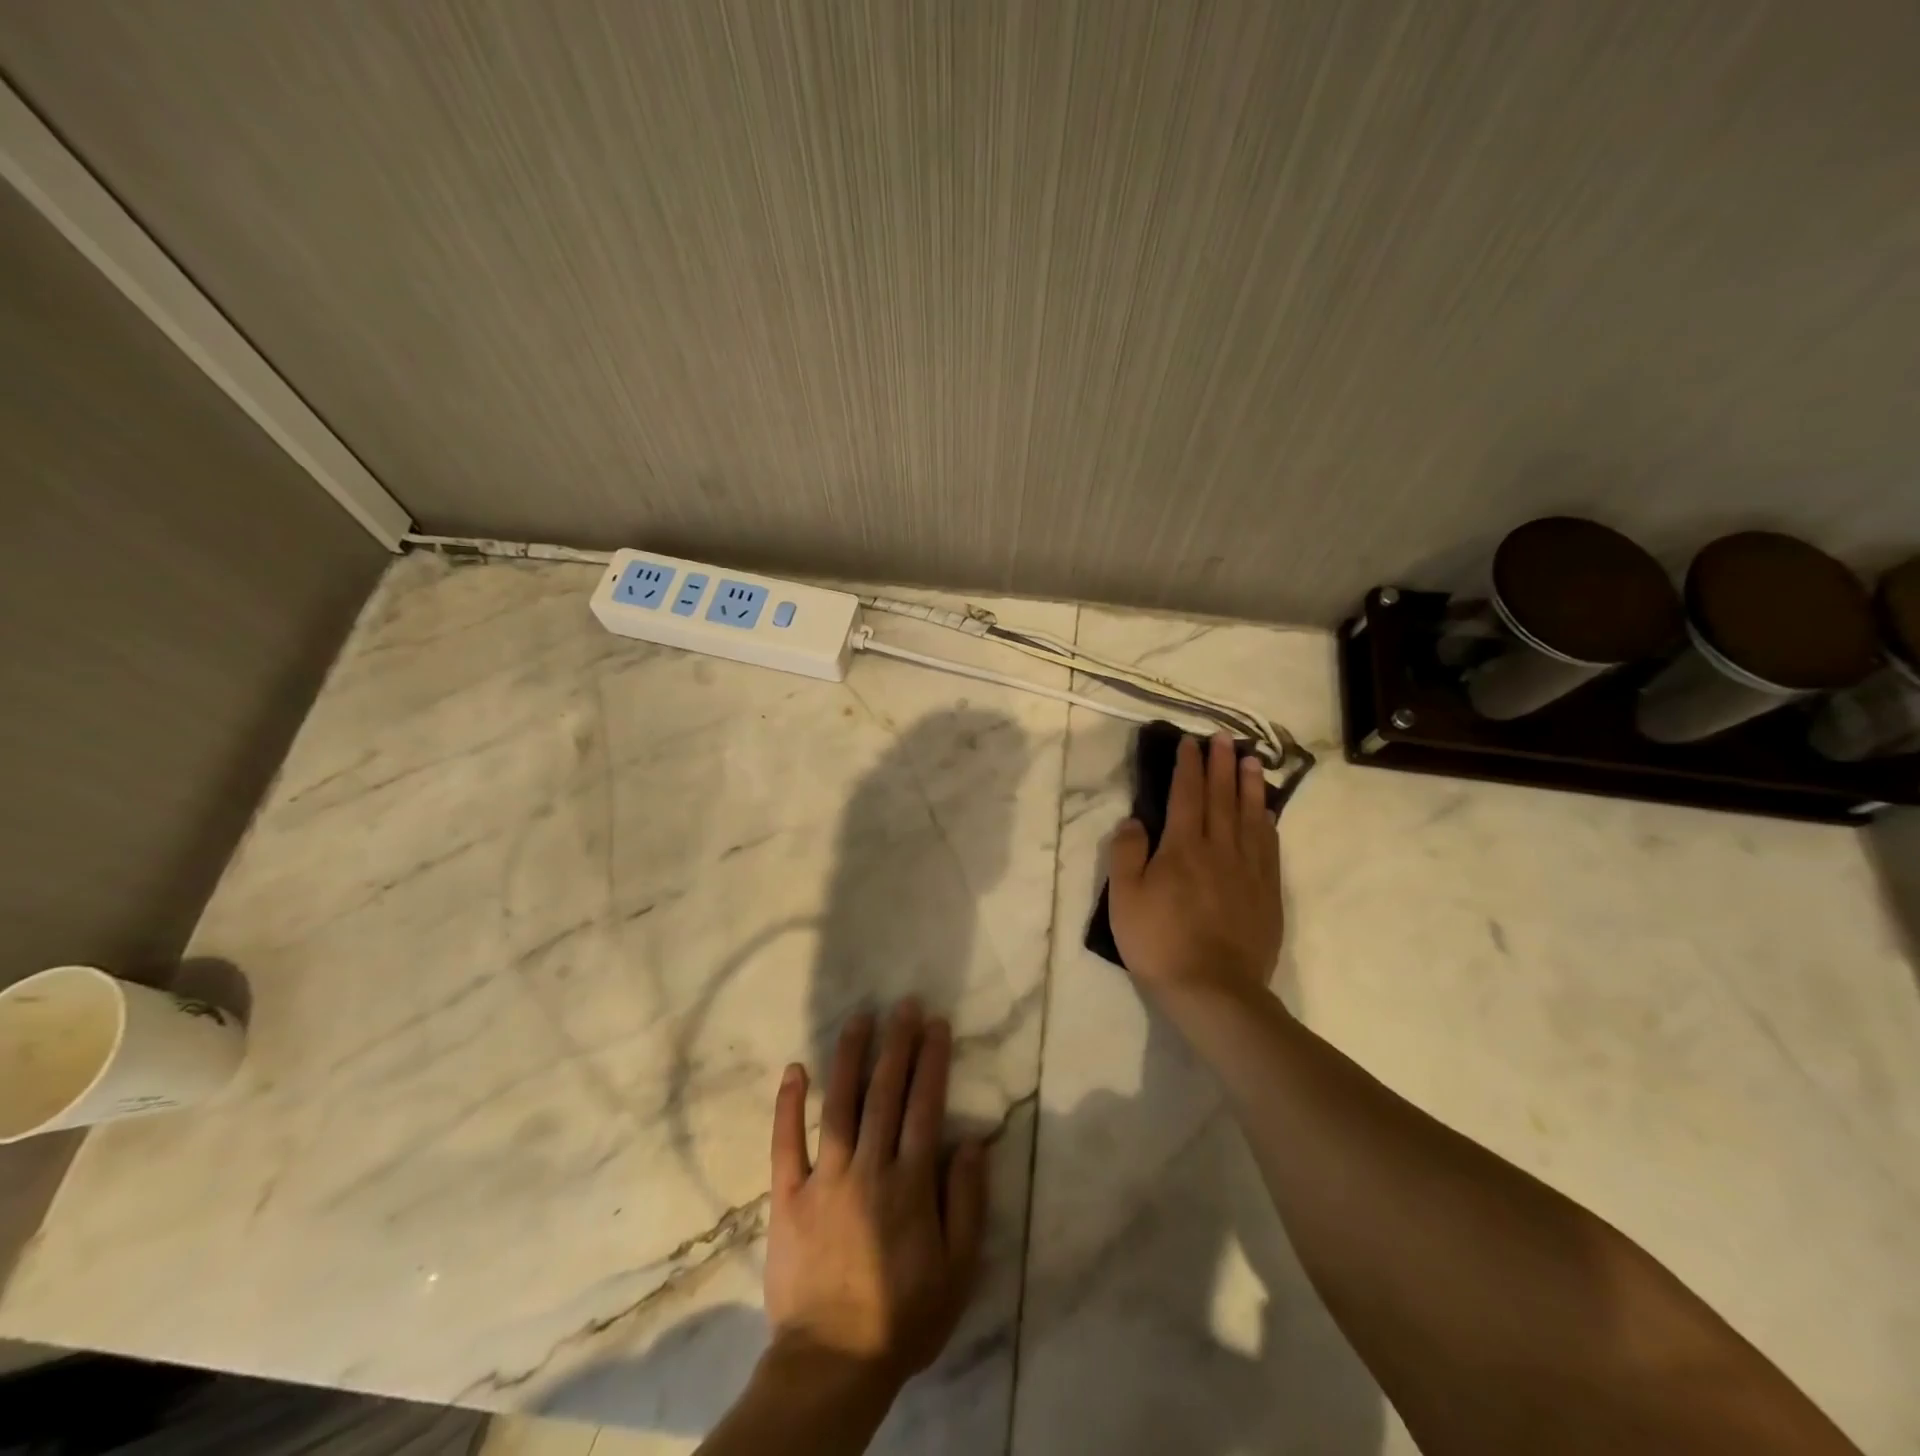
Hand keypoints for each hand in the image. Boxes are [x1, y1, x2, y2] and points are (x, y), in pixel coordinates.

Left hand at [763, 1001, 987, 1401]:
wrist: (831, 1364)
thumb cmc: (902, 1317)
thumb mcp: (957, 1271)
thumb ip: (967, 1203)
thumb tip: (974, 1142)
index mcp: (910, 1184)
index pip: (925, 1107)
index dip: (932, 1061)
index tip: (937, 1024)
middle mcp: (869, 1168)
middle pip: (886, 1094)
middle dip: (897, 1044)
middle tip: (904, 1004)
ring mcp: (824, 1179)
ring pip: (840, 1105)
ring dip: (850, 1058)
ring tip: (859, 1018)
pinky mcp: (788, 1197)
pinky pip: (786, 1144)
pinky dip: (788, 1105)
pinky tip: (794, 1069)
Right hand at [1107, 732, 1283, 1001]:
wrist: (1213, 990)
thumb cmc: (1159, 942)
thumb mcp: (1124, 898)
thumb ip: (1126, 853)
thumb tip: (1135, 820)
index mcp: (1182, 847)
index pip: (1186, 795)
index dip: (1188, 766)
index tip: (1190, 743)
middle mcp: (1220, 849)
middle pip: (1222, 797)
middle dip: (1221, 765)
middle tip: (1224, 739)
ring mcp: (1249, 870)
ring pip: (1251, 816)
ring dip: (1250, 785)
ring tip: (1252, 760)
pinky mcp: (1267, 892)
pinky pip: (1269, 846)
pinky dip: (1268, 821)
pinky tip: (1267, 811)